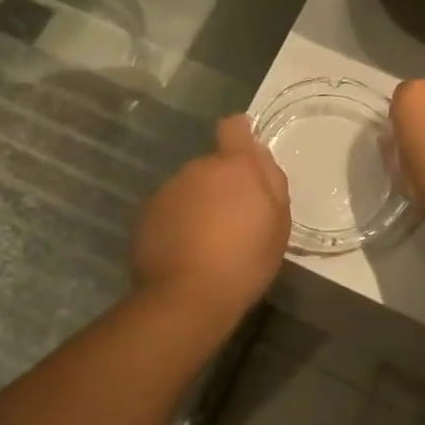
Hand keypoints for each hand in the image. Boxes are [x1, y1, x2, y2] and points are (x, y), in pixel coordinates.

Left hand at [132, 115, 290, 318]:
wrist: (187, 297)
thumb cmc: (245, 260)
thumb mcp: (278, 223)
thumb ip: (271, 181)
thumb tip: (258, 155)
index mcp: (234, 166)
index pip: (234, 127)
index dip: (241, 136)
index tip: (247, 159)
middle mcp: (196, 169)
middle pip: (212, 165)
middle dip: (222, 184)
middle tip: (234, 221)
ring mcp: (167, 191)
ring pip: (190, 188)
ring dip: (200, 204)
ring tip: (209, 242)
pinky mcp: (146, 215)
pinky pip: (170, 210)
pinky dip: (178, 223)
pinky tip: (186, 253)